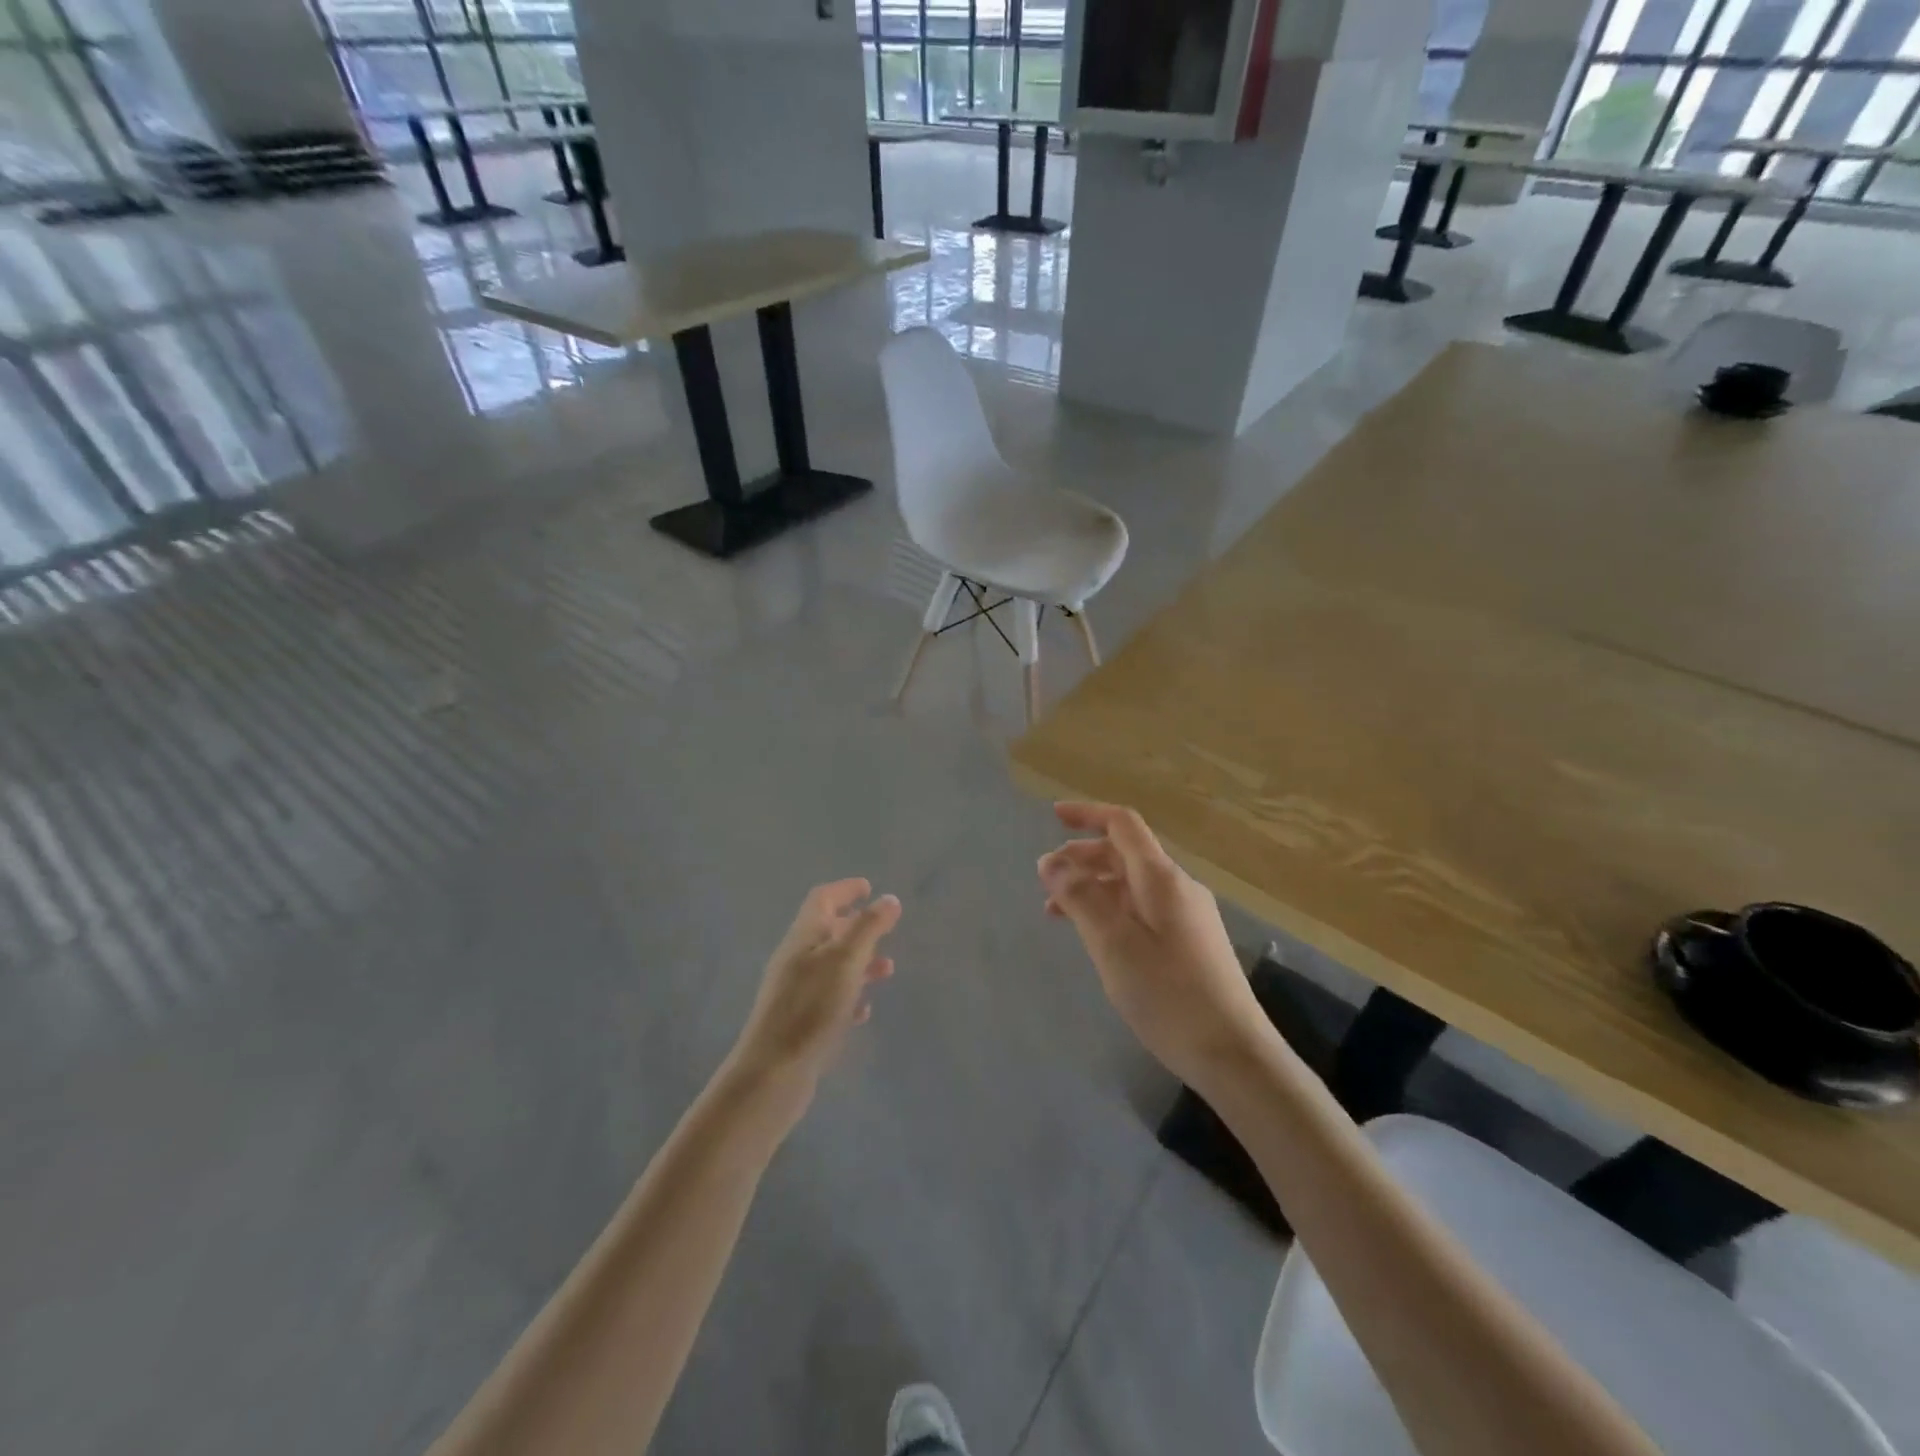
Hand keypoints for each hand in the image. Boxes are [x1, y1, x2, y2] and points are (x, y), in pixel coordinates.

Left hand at [728, 880, 901, 1112]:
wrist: (772, 1072)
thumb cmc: (811, 1007)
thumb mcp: (845, 960)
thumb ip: (868, 927)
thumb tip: (889, 899)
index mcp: (804, 937)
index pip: (822, 899)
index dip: (845, 889)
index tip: (868, 887)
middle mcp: (796, 959)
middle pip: (827, 931)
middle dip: (856, 926)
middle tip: (885, 928)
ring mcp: (795, 992)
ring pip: (832, 966)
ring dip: (859, 962)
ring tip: (887, 971)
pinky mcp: (799, 1022)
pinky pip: (828, 999)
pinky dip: (849, 996)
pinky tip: (864, 1010)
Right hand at [1038, 803, 1267, 1092]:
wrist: (1233, 1054)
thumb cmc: (1167, 995)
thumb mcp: (1112, 944)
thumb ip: (1080, 897)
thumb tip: (1050, 860)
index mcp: (1161, 878)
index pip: (1123, 825)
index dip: (1088, 814)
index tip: (1053, 817)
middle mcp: (1178, 888)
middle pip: (1126, 854)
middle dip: (1083, 857)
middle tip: (1046, 880)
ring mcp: (1188, 916)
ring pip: (1132, 885)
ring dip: (1094, 887)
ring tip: (1058, 913)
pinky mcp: (1191, 943)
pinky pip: (1143, 909)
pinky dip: (1112, 910)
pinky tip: (1097, 938)